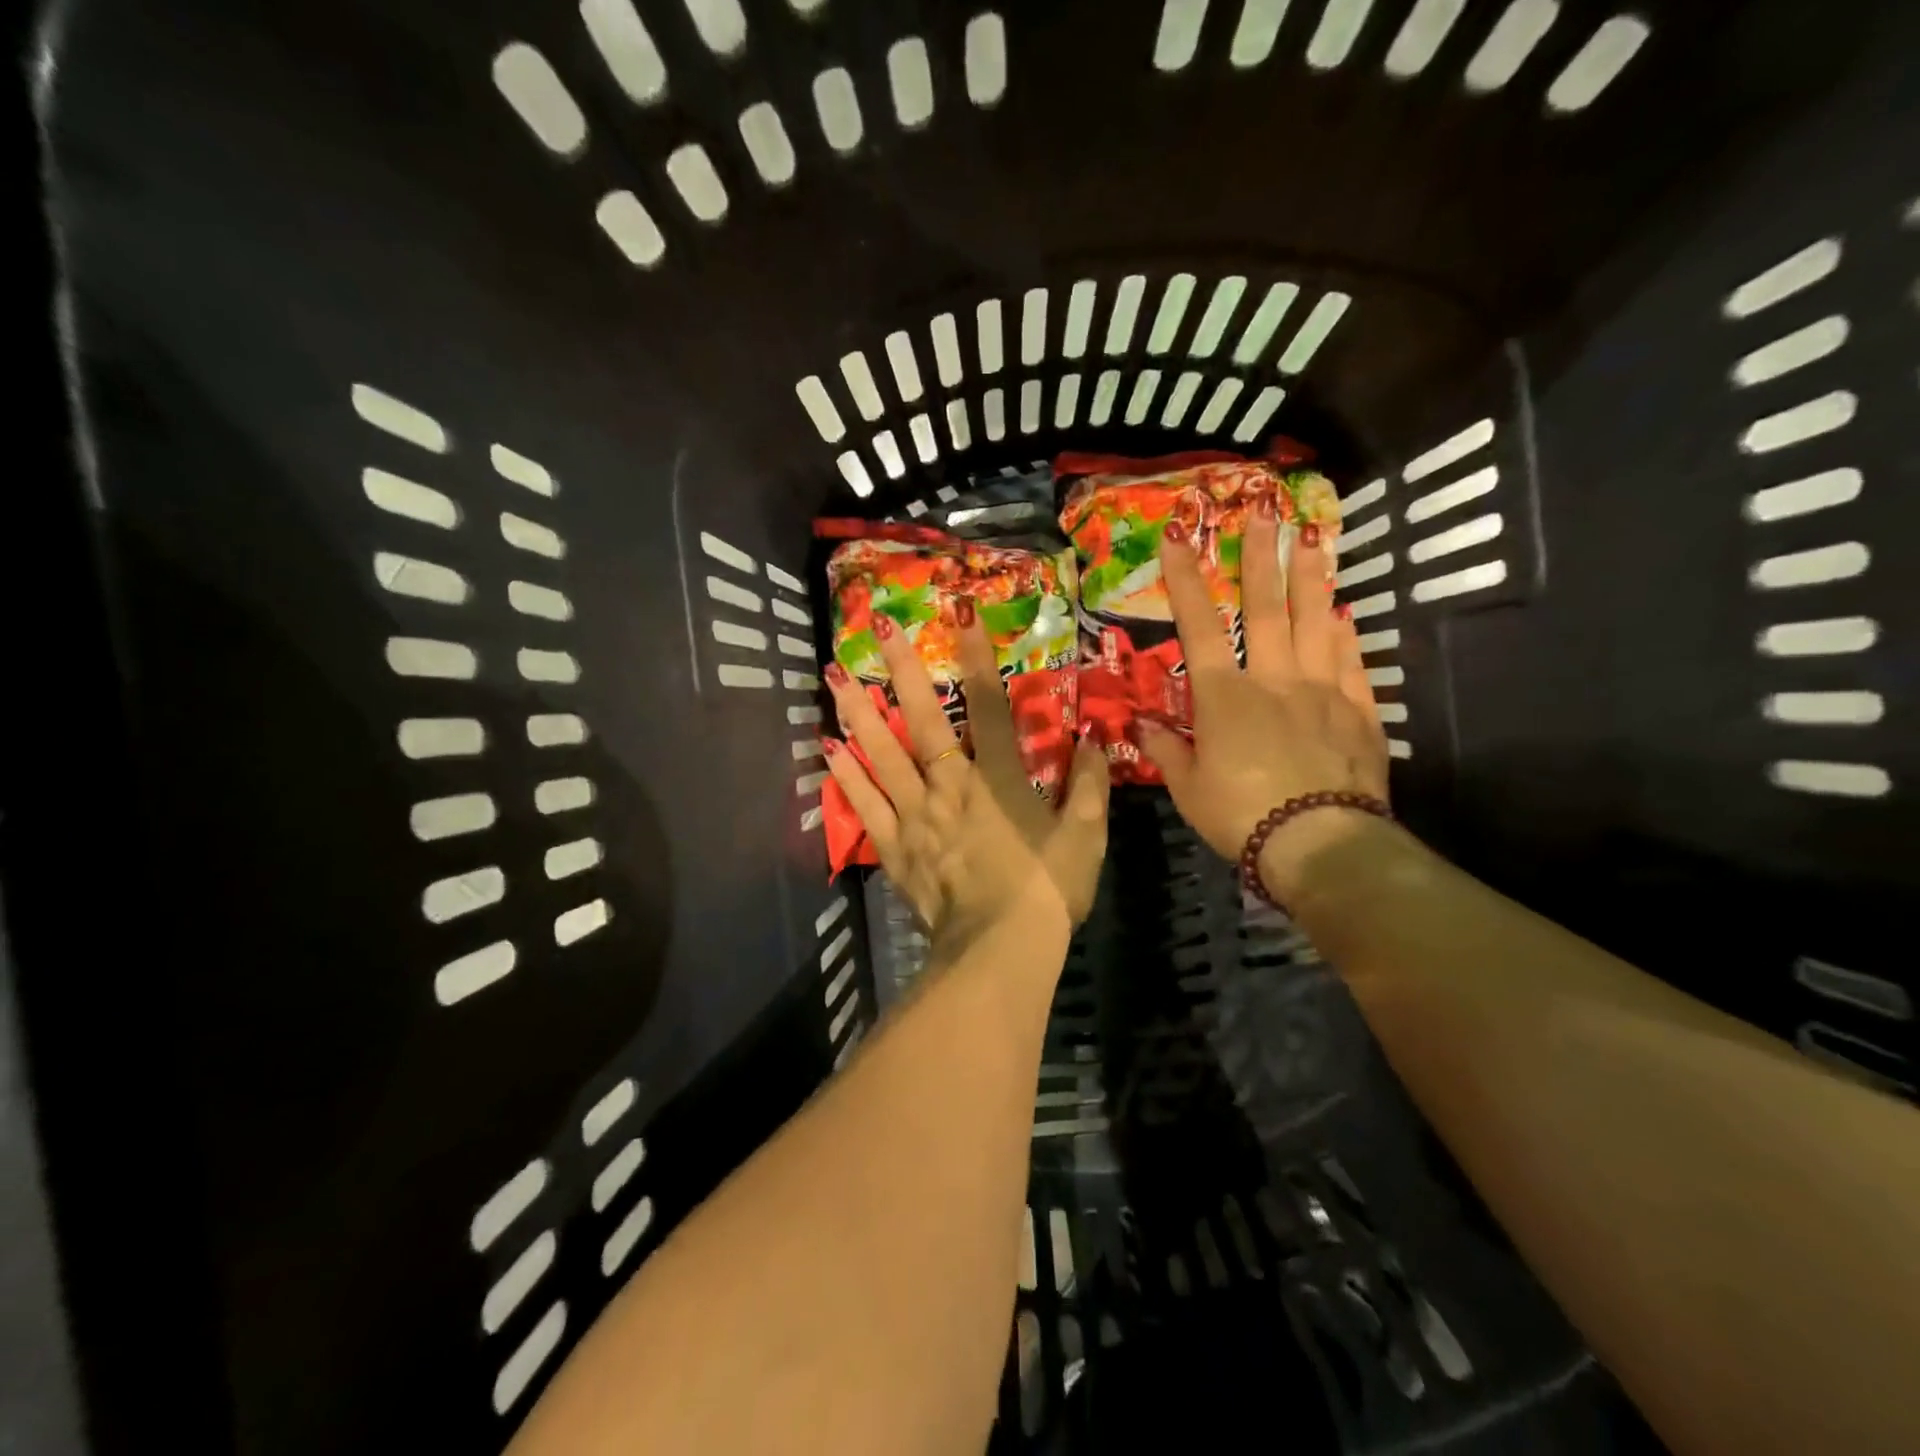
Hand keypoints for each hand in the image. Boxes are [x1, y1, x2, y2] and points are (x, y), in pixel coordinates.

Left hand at [823, 602, 1110, 947]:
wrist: (1000, 951)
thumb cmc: (1046, 892)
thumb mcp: (1085, 837)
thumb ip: (1088, 785)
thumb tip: (1093, 740)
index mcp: (998, 779)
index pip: (988, 704)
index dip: (976, 655)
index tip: (960, 611)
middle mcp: (951, 786)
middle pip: (923, 720)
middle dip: (902, 671)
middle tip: (876, 628)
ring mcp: (917, 816)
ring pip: (883, 756)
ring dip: (860, 715)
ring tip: (835, 678)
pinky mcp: (896, 848)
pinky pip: (866, 808)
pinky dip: (846, 779)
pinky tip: (828, 750)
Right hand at [1133, 508, 1387, 900]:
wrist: (1320, 845)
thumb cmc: (1240, 815)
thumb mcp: (1188, 788)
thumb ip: (1165, 749)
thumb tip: (1139, 724)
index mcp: (1225, 697)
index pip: (1200, 627)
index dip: (1185, 580)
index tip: (1178, 536)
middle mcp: (1274, 680)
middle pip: (1266, 608)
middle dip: (1261, 557)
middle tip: (1264, 510)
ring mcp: (1322, 692)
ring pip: (1316, 622)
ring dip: (1311, 576)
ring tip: (1313, 536)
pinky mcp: (1358, 712)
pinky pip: (1352, 662)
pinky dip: (1346, 633)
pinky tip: (1344, 611)